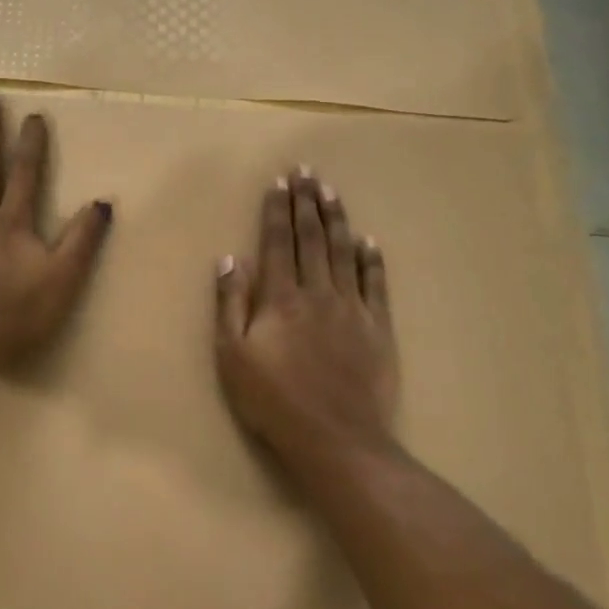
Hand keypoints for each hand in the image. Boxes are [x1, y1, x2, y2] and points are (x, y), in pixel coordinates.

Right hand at [214, 169, 398, 466]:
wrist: (336, 437)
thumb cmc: (274, 401)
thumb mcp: (232, 357)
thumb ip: (230, 305)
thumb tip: (230, 260)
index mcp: (280, 298)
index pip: (276, 243)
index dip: (276, 211)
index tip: (278, 182)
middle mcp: (317, 292)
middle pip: (311, 238)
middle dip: (306, 202)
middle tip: (305, 171)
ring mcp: (352, 308)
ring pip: (343, 252)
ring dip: (336, 219)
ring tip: (331, 191)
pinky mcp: (378, 327)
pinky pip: (376, 283)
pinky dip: (372, 259)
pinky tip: (368, 240)